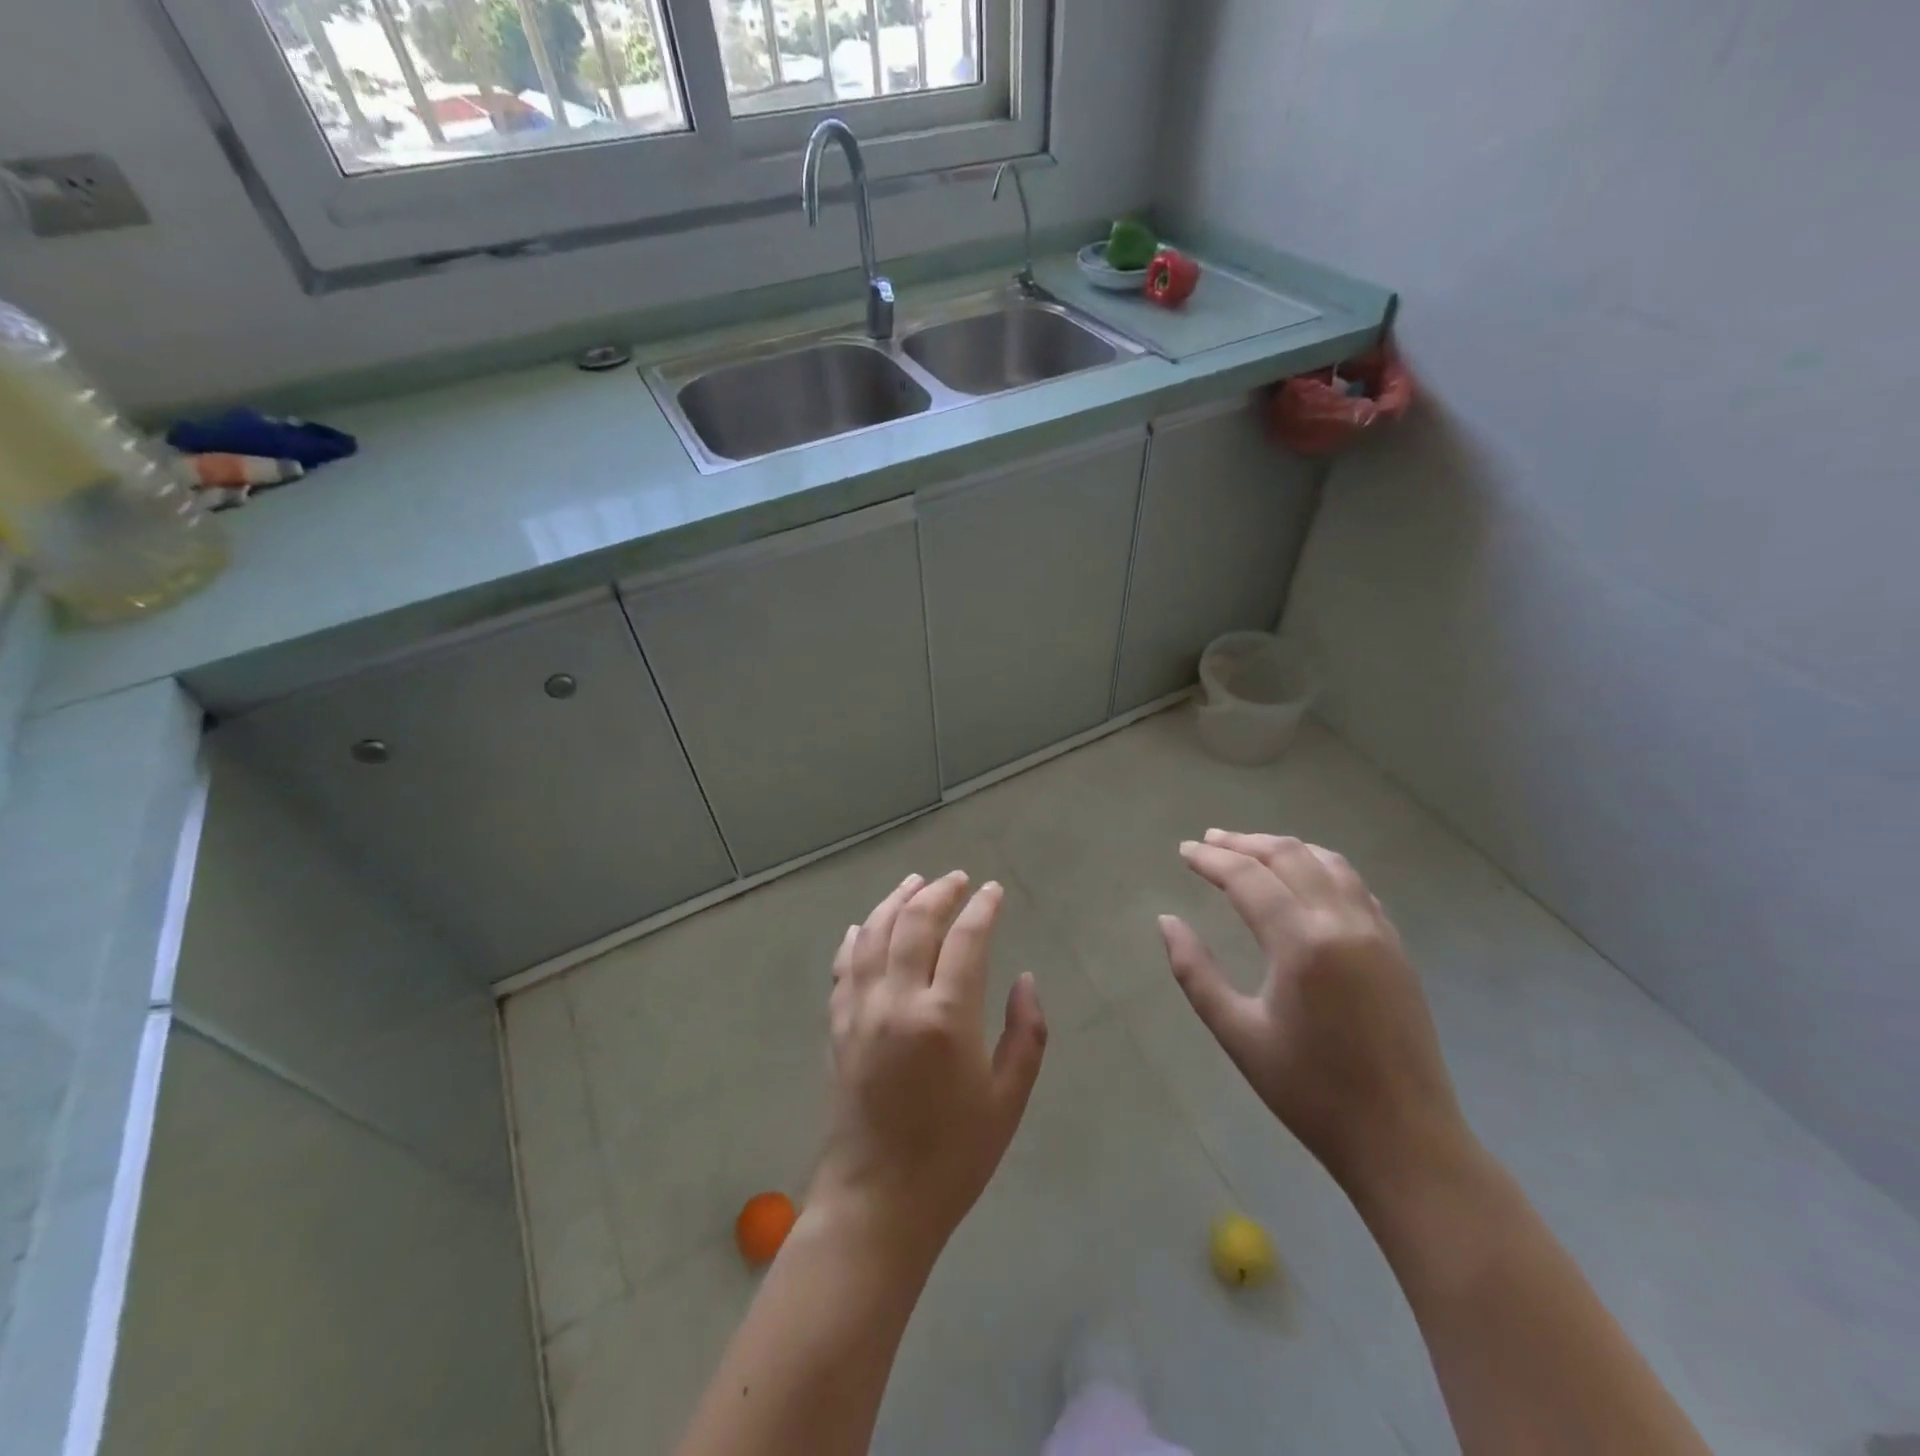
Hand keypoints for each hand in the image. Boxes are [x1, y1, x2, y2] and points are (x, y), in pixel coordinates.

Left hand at [810, 871, 1047, 1260]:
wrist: (878, 1203)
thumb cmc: (953, 1157)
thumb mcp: (1007, 1100)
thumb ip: (1025, 1034)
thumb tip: (1024, 980)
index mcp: (945, 1017)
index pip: (966, 939)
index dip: (982, 908)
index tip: (994, 891)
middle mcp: (898, 1001)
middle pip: (915, 923)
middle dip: (939, 892)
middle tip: (958, 879)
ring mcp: (861, 1011)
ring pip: (873, 934)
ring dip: (894, 902)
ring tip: (913, 882)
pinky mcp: (838, 1027)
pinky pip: (843, 967)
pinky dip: (855, 938)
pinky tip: (862, 926)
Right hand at [1159, 830, 1470, 1199]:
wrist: (1404, 1139)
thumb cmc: (1310, 1092)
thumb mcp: (1238, 1034)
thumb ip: (1196, 972)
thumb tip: (1167, 922)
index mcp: (1301, 943)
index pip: (1248, 877)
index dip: (1211, 859)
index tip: (1184, 850)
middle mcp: (1343, 922)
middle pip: (1289, 856)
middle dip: (1244, 843)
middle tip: (1209, 840)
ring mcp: (1377, 932)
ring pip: (1328, 862)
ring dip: (1285, 848)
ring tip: (1251, 849)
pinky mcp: (1397, 948)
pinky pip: (1356, 886)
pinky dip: (1322, 866)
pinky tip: (1306, 878)